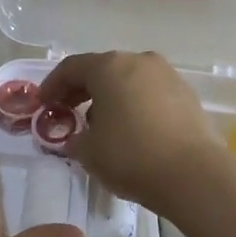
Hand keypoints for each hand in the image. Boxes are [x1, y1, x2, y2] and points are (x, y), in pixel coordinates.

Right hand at [38, 51, 223, 211]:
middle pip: (102, 69)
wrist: (193, 175)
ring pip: (129, 80)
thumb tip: (76, 138)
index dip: (52, 85)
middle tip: (67, 110)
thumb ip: (74, 138)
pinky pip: (150, 94)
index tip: (42, 103)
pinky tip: (129, 129)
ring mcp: (168, 76)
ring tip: (99, 124)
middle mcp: (140, 62)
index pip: (71, 67)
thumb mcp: (87, 151)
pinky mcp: (187, 96)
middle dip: (81, 89)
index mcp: (110, 67)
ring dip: (110, 97)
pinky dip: (134, 105)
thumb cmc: (130, 156)